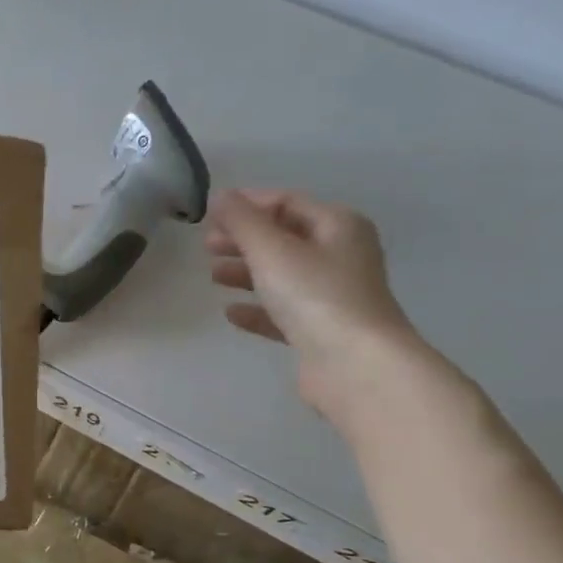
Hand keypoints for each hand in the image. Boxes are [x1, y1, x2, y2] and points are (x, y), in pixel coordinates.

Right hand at [204, 188, 420, 415]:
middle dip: (244, 240)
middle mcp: (341, 256)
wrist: (356, 365)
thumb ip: (242, 221)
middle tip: (206, 247)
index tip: (211, 213)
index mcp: (338, 226)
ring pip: (282, 275)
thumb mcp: (272, 250)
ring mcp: (333, 296)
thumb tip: (221, 196)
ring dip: (246, 273)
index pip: (288, 203)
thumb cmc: (316, 296)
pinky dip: (257, 308)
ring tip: (213, 277)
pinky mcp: (322, 331)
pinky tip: (231, 313)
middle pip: (284, 239)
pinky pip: (283, 312)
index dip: (248, 204)